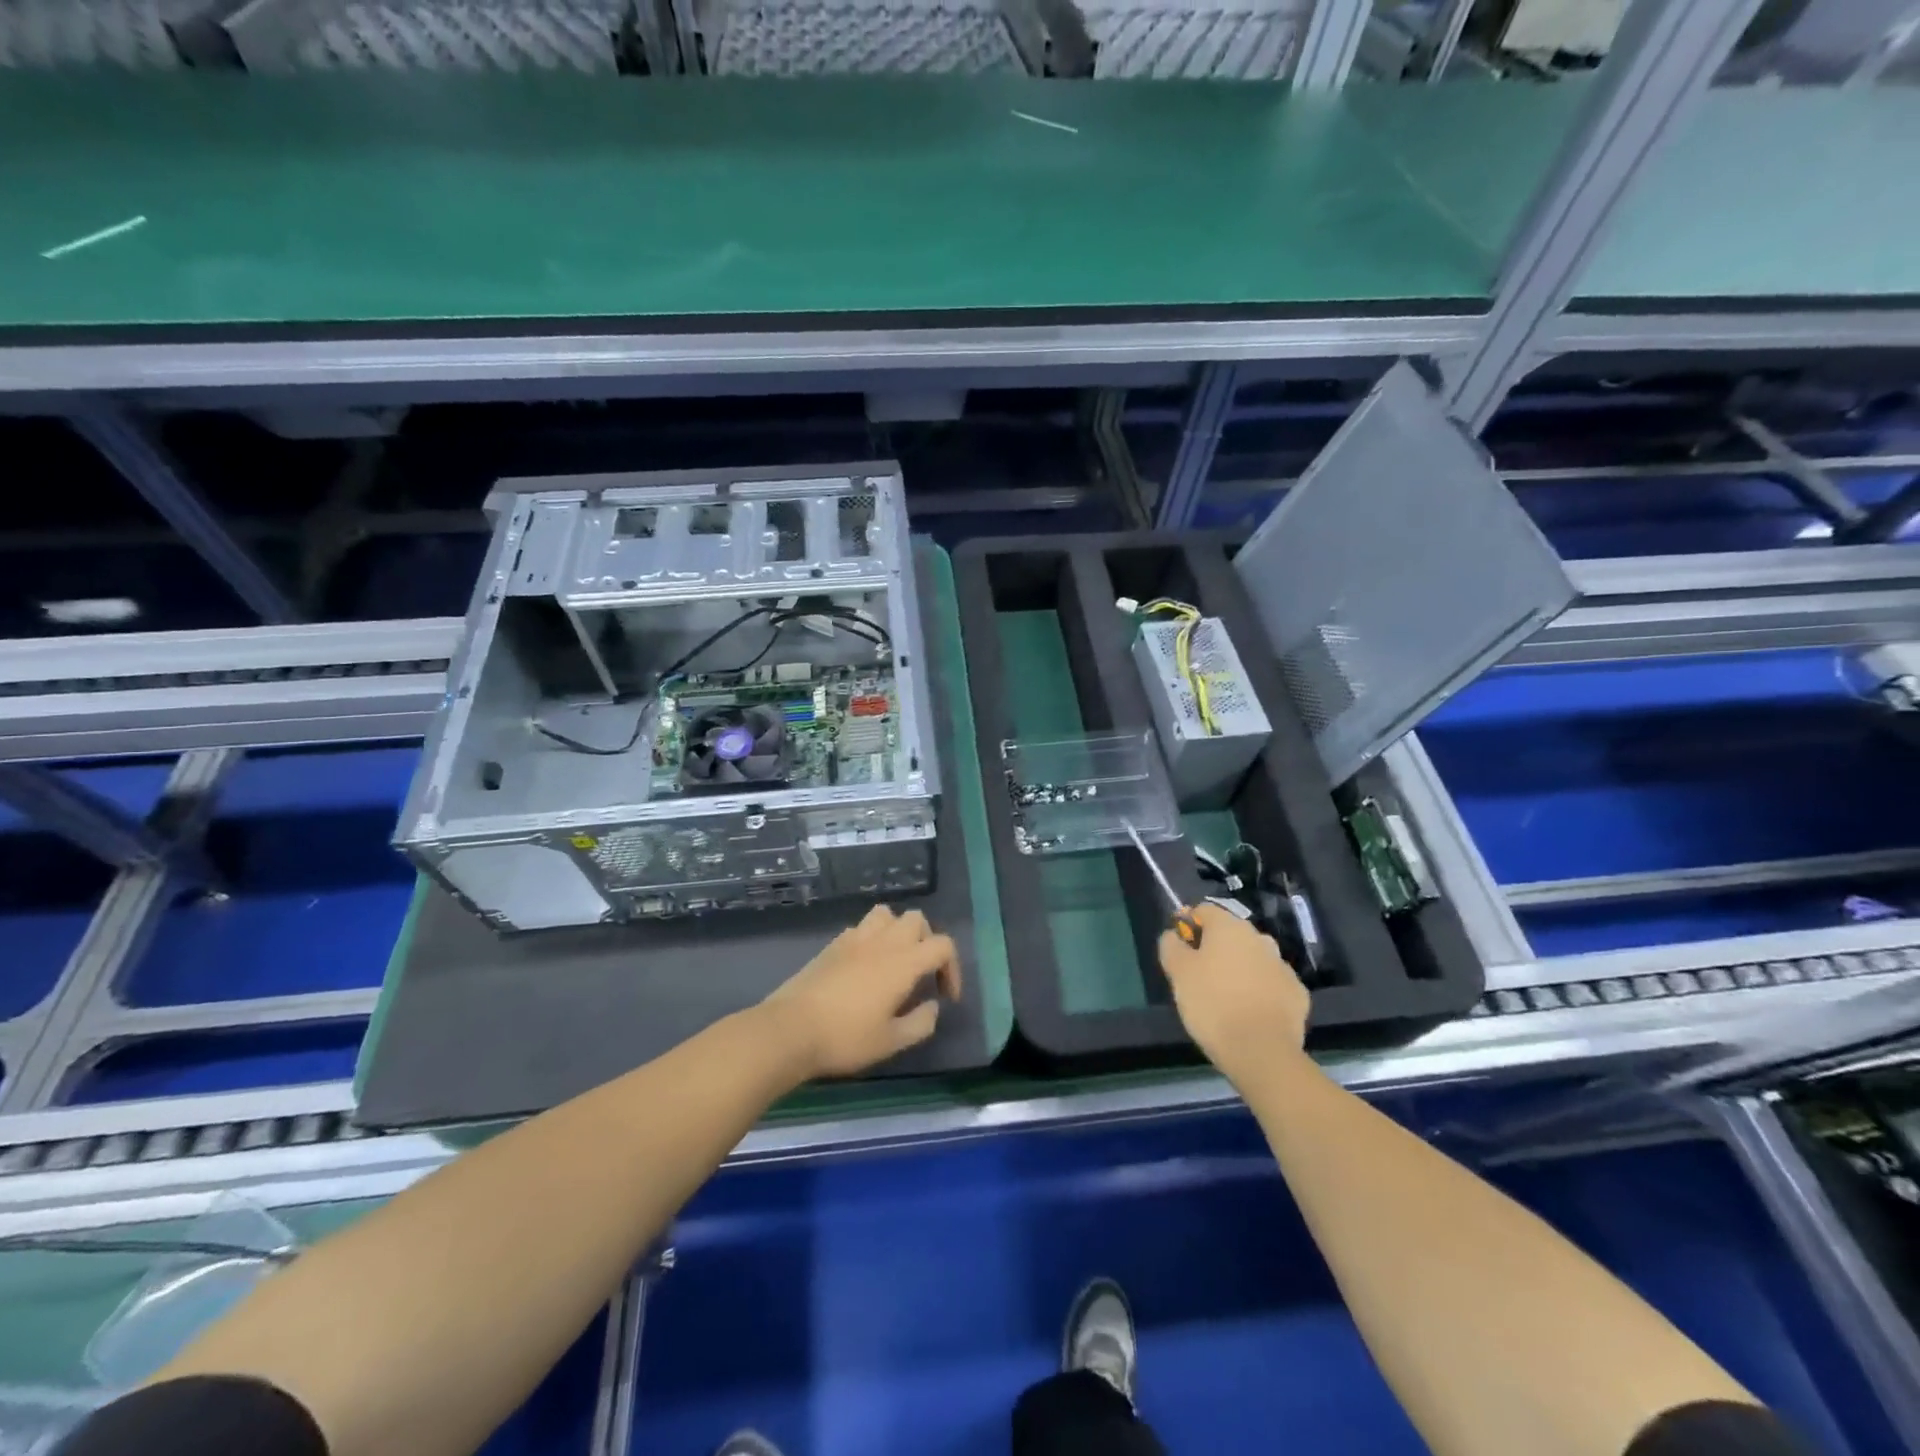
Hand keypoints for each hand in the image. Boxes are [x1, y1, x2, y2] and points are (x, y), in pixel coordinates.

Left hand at [762, 905, 961, 1078]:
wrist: (789, 1029)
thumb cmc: (845, 1038)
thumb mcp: (891, 1042)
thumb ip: (921, 1023)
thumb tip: (932, 1006)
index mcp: (903, 962)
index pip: (943, 945)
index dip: (952, 969)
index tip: (945, 997)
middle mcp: (883, 941)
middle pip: (917, 919)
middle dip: (927, 942)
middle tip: (922, 974)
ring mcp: (855, 938)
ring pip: (887, 914)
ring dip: (898, 931)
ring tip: (895, 960)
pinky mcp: (833, 944)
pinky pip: (861, 927)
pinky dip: (872, 938)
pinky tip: (865, 966)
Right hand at [1159, 903, 1309, 1082]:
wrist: (1261, 1051)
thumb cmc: (1212, 1004)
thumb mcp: (1177, 972)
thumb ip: (1171, 945)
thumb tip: (1175, 934)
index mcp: (1229, 927)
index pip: (1203, 911)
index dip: (1188, 925)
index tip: (1179, 949)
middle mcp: (1259, 938)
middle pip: (1230, 934)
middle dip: (1215, 948)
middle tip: (1199, 976)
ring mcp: (1282, 965)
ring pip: (1253, 959)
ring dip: (1239, 969)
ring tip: (1225, 997)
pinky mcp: (1297, 993)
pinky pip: (1271, 983)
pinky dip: (1260, 991)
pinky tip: (1249, 1012)